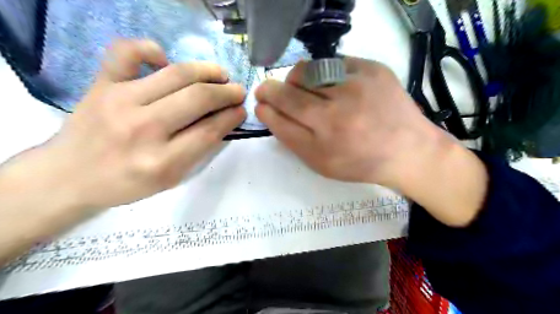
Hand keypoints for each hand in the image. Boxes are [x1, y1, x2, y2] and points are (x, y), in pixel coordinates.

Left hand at [40, 38, 246, 210]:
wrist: (69, 176)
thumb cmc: (127, 183)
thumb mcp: (171, 178)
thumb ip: (199, 151)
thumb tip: (224, 120)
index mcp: (162, 161)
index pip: (210, 130)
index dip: (232, 116)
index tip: (241, 110)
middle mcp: (143, 129)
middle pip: (198, 98)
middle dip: (227, 92)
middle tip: (238, 91)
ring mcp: (119, 101)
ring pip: (176, 74)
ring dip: (207, 71)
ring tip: (220, 74)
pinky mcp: (101, 84)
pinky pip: (125, 52)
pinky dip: (149, 49)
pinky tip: (164, 59)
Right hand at [255, 56, 431, 185]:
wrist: (407, 151)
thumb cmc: (360, 163)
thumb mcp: (321, 163)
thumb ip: (291, 138)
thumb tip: (269, 111)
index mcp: (324, 139)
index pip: (280, 113)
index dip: (265, 106)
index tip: (261, 102)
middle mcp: (338, 111)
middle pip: (289, 91)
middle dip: (272, 90)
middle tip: (270, 92)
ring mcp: (357, 85)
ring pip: (307, 70)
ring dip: (296, 79)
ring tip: (301, 89)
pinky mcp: (372, 69)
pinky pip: (333, 62)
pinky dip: (323, 72)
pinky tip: (330, 85)